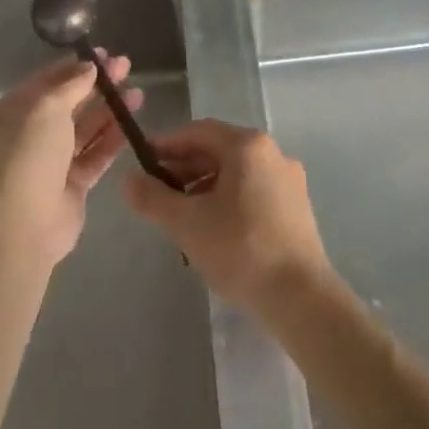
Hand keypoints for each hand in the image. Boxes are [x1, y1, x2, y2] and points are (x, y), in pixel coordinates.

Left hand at [0, 54, 141, 265]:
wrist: (23, 223)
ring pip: (86, 128)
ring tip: (138, 93)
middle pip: (70, 103)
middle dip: (97, 85)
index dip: (76, 66)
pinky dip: (112, 139)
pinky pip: (95, 154)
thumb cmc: (29, 155)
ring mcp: (52, 160)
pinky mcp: (72, 183)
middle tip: (127, 68)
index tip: (104, 54)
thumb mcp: (47, 108)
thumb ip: (71, 85)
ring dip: (110, 110)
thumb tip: (89, 67)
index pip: (48, 80)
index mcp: (15, 111)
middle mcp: (31, 133)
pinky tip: (133, 124)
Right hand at [122, 120, 331, 313]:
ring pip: (236, 173)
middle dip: (184, 167)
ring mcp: (289, 180)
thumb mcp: (186, 223)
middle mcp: (272, 153)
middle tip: (157, 192)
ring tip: (181, 215)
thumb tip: (128, 180)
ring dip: (204, 186)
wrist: (300, 296)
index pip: (198, 132)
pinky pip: (253, 190)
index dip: (166, 144)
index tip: (142, 162)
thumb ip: (153, 198)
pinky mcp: (296, 207)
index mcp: (248, 146)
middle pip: (219, 150)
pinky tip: (212, 228)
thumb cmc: (240, 249)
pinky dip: (227, 199)